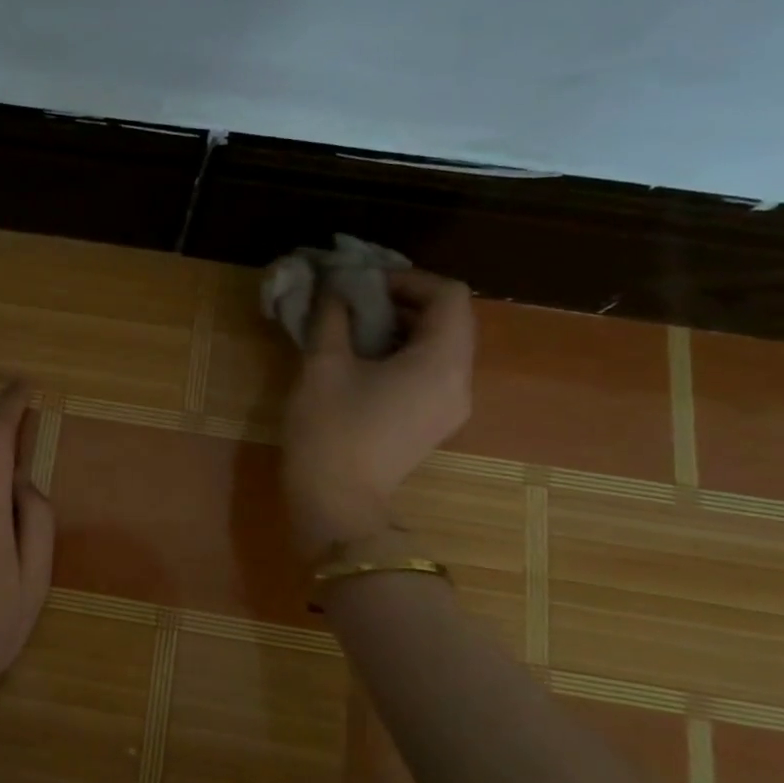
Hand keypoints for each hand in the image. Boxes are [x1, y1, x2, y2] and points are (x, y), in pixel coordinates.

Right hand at [281, 269, 475, 554]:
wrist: (335, 502)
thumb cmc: (330, 429)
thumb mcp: (323, 364)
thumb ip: (333, 316)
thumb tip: (336, 287)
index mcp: (441, 361)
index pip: (449, 295)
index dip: (408, 279)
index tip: (364, 285)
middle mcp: (460, 381)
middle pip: (450, 320)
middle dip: (404, 302)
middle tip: (356, 303)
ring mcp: (450, 406)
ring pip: (441, 346)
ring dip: (403, 328)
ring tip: (355, 330)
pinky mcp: (434, 423)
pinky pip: (432, 372)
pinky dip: (405, 355)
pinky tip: (364, 363)